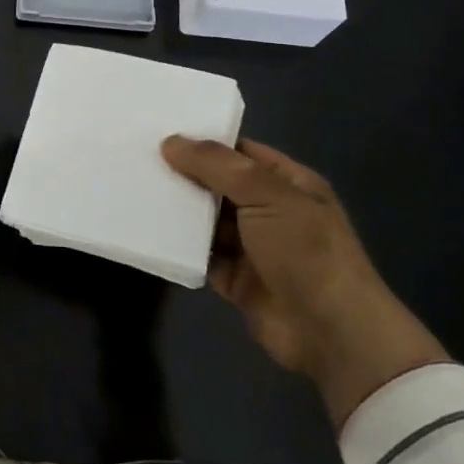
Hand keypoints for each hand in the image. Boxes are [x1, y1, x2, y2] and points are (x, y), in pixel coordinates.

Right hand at [160, 136, 447, 428]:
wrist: (330, 333)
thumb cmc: (306, 250)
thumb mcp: (266, 194)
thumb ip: (217, 166)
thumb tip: (170, 142)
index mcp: (288, 184)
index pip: (240, 153)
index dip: (204, 142)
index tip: (160, 130)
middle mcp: (270, 211)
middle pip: (219, 186)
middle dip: (184, 174)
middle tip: (135, 157)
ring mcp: (252, 247)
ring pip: (206, 221)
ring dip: (177, 211)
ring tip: (133, 188)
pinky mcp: (235, 280)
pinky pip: (200, 255)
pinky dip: (179, 246)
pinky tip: (146, 230)